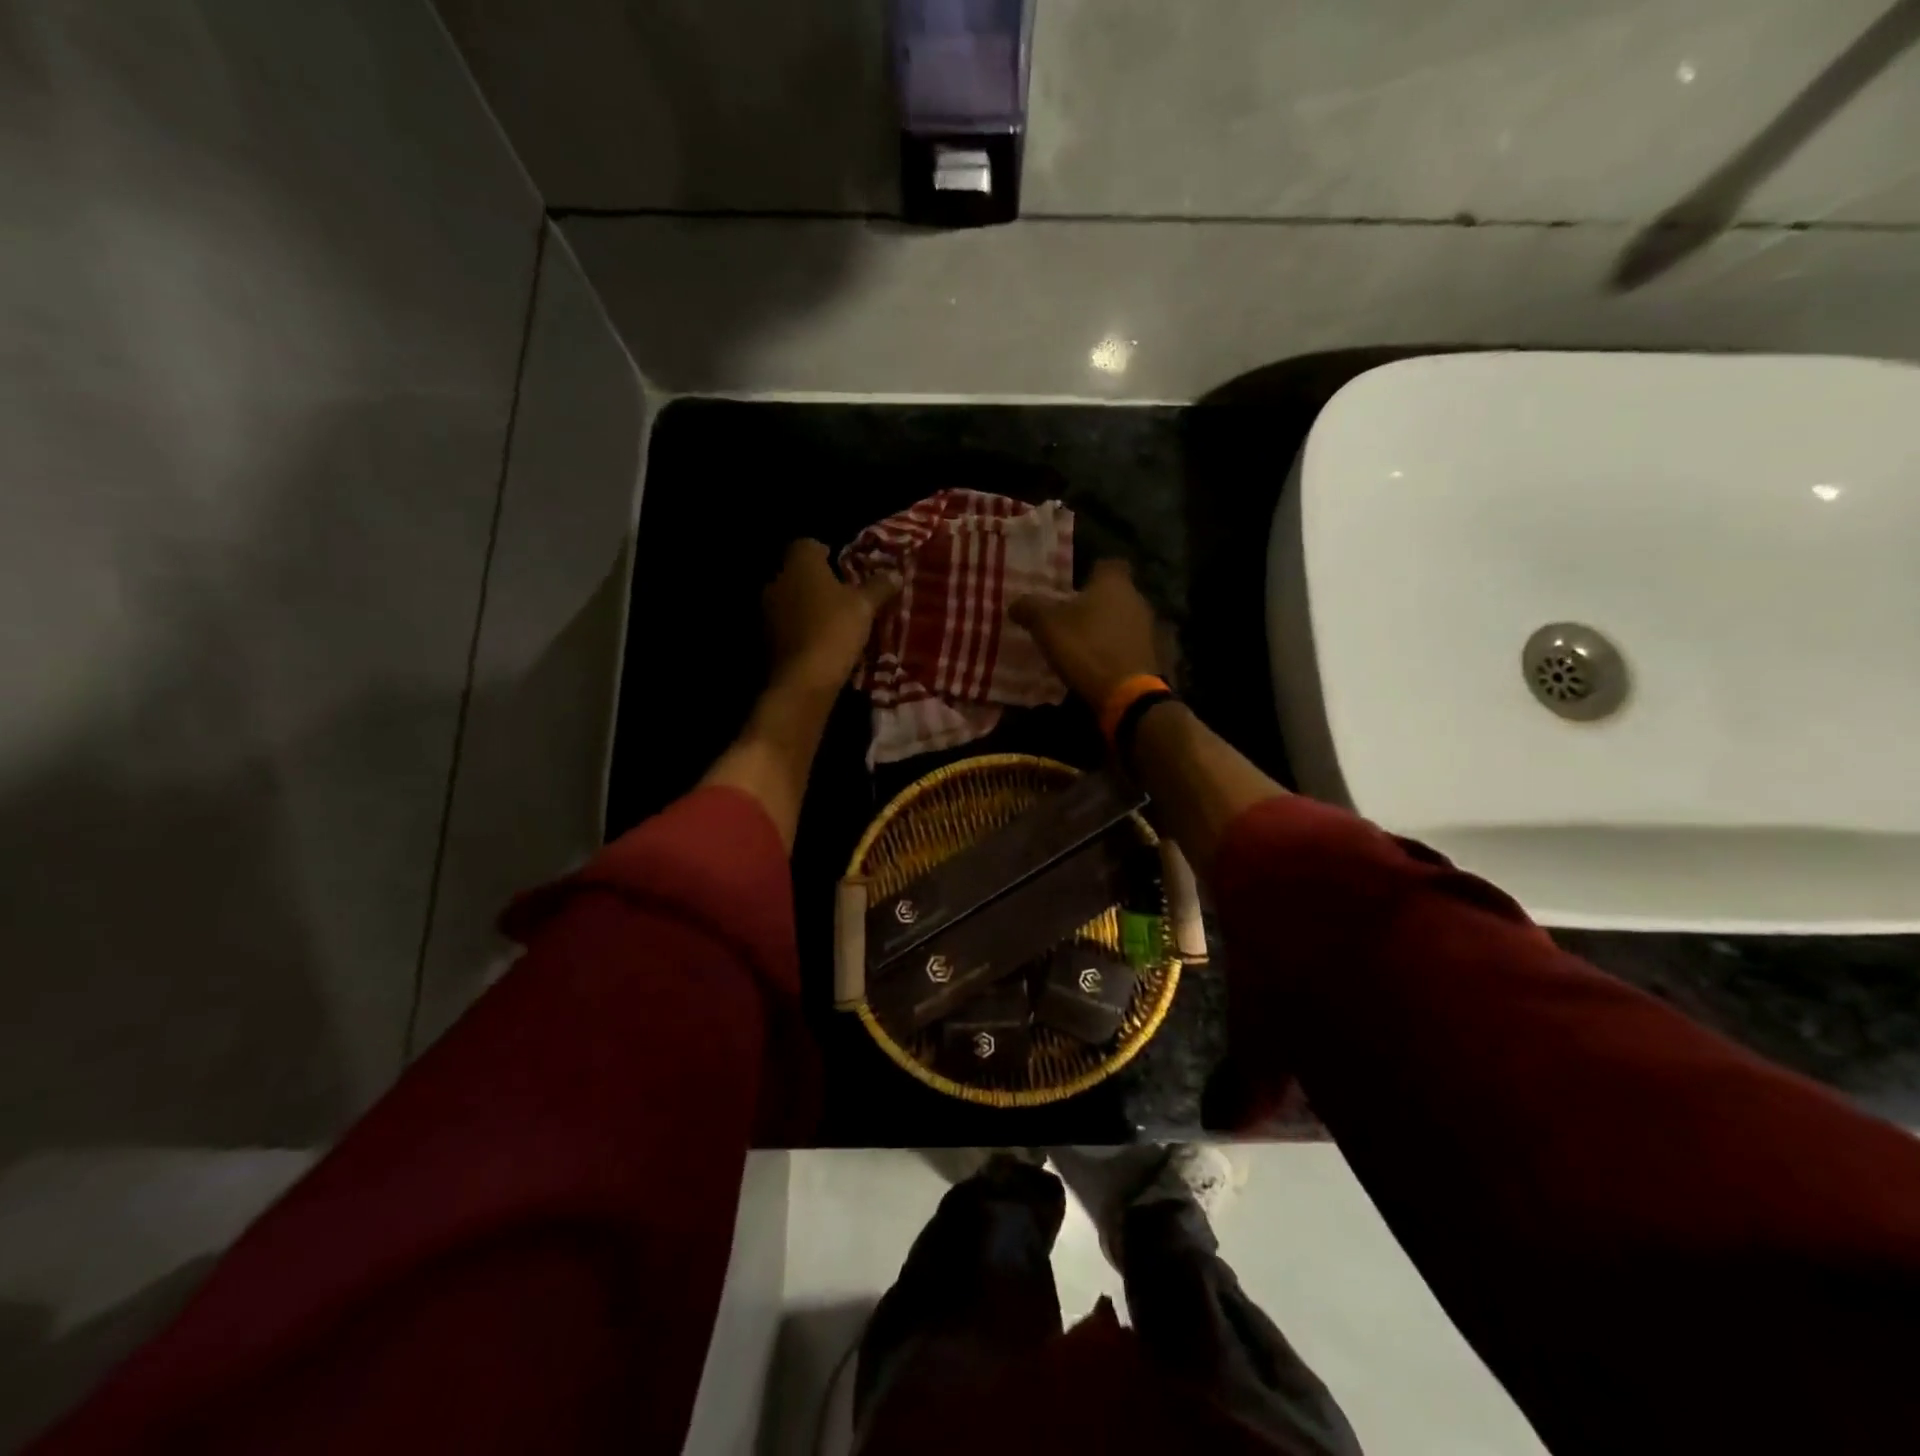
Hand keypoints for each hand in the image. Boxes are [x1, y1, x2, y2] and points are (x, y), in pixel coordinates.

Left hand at [763, 539, 898, 698]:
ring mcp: (766, 610)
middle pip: (797, 572)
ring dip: (807, 606)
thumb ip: (879, 586)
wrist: (804, 679)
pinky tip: (819, 641)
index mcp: (799, 563)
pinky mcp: (765, 638)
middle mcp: (777, 580)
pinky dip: (800, 628)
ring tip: (833, 621)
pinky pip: (786, 624)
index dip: (827, 552)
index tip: (845, 568)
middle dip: (817, 581)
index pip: (808, 544)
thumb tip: (895, 573)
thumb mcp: (865, 606)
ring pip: (790, 599)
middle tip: (844, 595)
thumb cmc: (835, 629)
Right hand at [1010, 558, 1160, 707]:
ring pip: (1122, 618)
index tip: (1071, 587)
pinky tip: (1097, 662)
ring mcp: (1148, 627)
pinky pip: (1128, 643)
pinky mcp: (1152, 653)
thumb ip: (1030, 608)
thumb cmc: (1085, 647)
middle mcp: (1137, 597)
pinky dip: (1114, 648)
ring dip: (1105, 627)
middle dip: (1094, 603)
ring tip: (1081, 643)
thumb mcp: (1046, 625)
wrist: (1126, 693)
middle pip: (1114, 593)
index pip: (1105, 564)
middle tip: (1070, 617)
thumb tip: (1016, 603)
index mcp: (1113, 582)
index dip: (1089, 572)